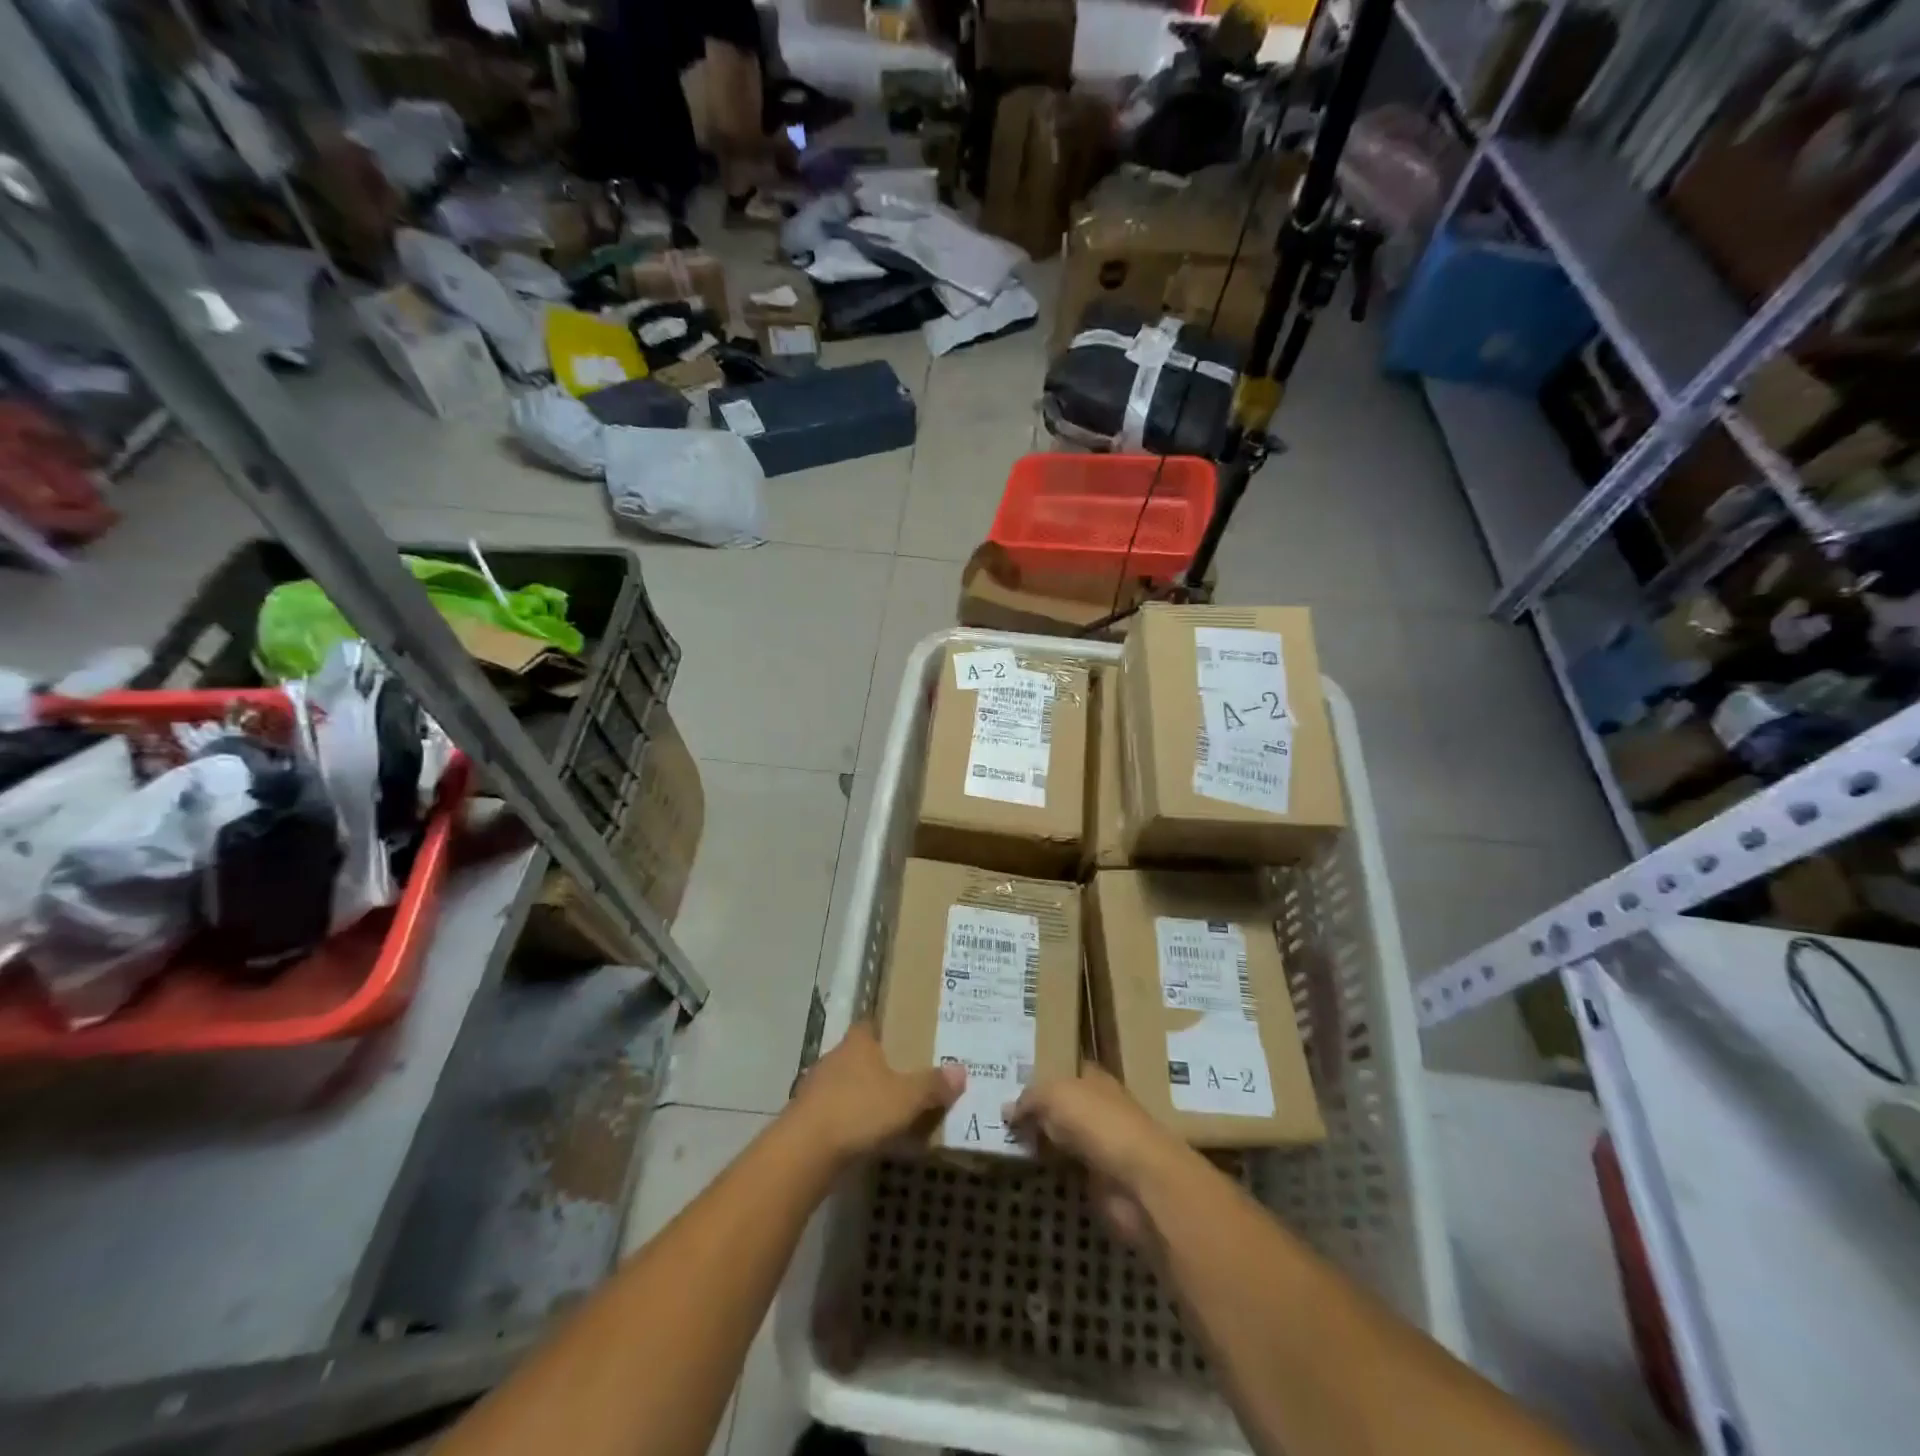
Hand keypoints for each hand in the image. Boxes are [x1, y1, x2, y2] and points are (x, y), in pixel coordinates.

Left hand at [789, 1023, 964, 1166]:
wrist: (804, 1151)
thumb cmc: (859, 1110)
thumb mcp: (906, 1098)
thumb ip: (933, 1085)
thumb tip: (961, 1070)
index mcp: (858, 1042)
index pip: (872, 1024)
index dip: (888, 1030)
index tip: (907, 1038)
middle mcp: (835, 1057)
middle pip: (860, 1055)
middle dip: (880, 1066)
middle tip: (908, 1078)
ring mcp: (817, 1087)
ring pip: (847, 1084)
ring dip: (864, 1095)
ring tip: (891, 1111)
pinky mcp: (807, 1118)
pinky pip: (837, 1112)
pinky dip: (852, 1120)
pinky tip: (867, 1137)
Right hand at [1007, 1069, 1200, 1244]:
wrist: (1138, 1182)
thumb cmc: (1099, 1123)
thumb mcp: (1055, 1095)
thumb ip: (1030, 1098)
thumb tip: (1008, 1109)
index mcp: (1095, 1079)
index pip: (1066, 1071)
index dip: (1043, 1075)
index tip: (1012, 1082)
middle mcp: (1100, 1108)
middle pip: (1064, 1106)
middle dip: (1039, 1111)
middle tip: (1002, 1115)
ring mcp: (1102, 1146)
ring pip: (1064, 1138)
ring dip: (1043, 1142)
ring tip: (1006, 1142)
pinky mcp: (1101, 1181)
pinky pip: (1068, 1169)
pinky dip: (1052, 1170)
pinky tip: (1027, 1168)